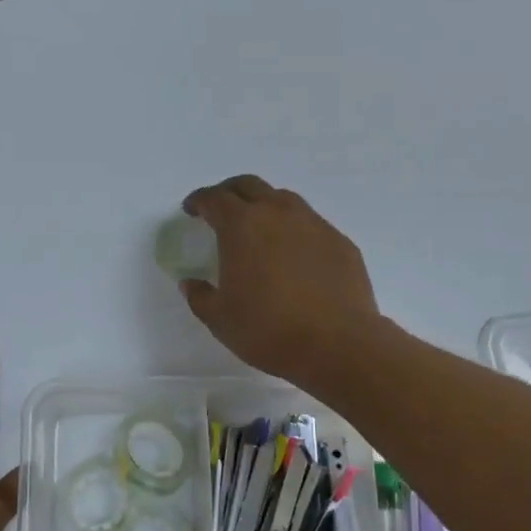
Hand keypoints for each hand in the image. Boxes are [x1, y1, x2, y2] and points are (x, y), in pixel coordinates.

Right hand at [177, 175, 381, 389]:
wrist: (338, 345)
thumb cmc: (268, 330)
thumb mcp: (220, 319)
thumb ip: (200, 296)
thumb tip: (190, 283)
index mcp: (241, 225)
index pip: (214, 198)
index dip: (199, 201)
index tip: (192, 210)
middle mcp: (277, 213)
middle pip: (249, 186)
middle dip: (230, 192)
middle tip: (221, 209)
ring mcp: (313, 224)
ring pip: (283, 199)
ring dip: (265, 205)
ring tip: (259, 229)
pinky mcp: (340, 241)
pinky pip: (310, 224)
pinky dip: (294, 230)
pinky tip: (294, 255)